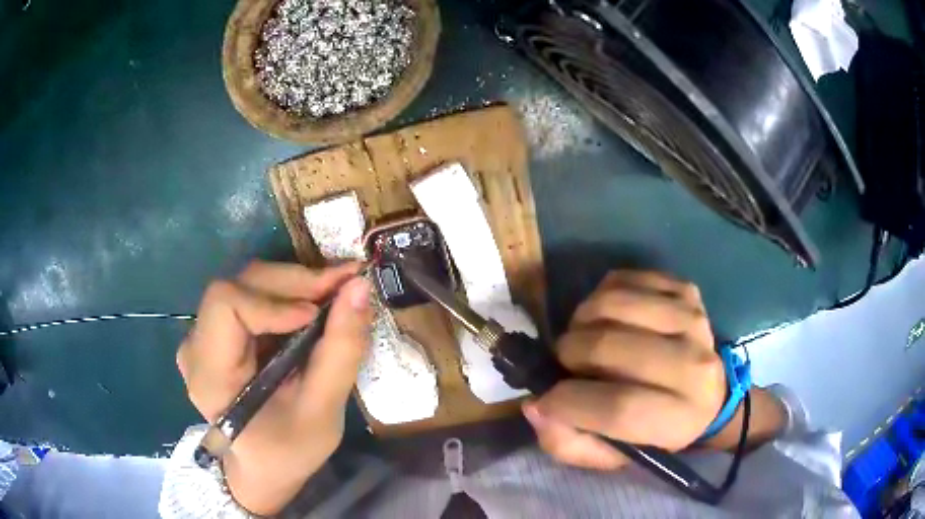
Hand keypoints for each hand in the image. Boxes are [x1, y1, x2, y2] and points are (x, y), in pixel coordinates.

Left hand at [177, 261, 371, 515]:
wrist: (262, 467)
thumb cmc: (288, 451)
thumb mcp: (322, 412)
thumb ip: (341, 351)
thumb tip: (360, 287)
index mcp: (209, 374)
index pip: (226, 305)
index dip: (272, 301)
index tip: (317, 314)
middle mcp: (195, 346)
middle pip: (237, 286)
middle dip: (292, 282)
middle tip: (343, 285)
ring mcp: (202, 336)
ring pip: (244, 285)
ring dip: (292, 284)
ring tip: (332, 294)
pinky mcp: (216, 333)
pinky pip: (248, 296)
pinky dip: (284, 295)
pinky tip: (311, 307)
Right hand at [523, 271, 725, 469]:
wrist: (705, 395)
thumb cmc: (651, 433)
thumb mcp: (610, 456)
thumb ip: (567, 443)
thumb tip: (536, 405)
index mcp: (679, 418)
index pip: (619, 407)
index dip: (568, 402)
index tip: (544, 398)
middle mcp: (694, 366)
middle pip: (610, 346)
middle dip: (568, 353)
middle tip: (565, 364)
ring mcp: (692, 319)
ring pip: (613, 304)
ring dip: (580, 320)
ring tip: (583, 337)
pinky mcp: (685, 291)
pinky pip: (625, 278)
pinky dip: (601, 295)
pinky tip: (607, 318)